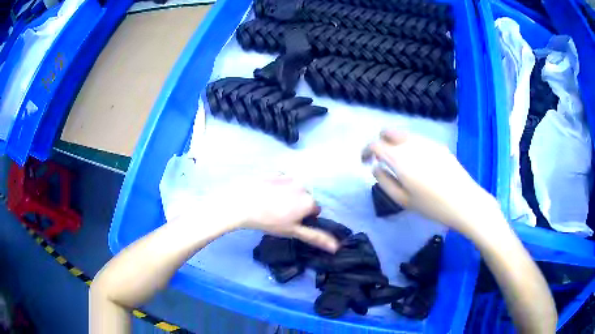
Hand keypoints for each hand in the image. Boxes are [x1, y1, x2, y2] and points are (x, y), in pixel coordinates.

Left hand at [201, 176, 339, 252]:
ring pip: (293, 188)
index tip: (290, 223)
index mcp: (309, 201)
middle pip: (305, 198)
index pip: (315, 210)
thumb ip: (316, 237)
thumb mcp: (293, 231)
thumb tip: (337, 247)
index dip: (304, 218)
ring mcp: (288, 176)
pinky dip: (277, 185)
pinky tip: (264, 193)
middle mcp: (303, 185)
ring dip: (288, 195)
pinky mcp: (274, 172)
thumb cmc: (269, 221)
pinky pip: (281, 179)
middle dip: (297, 205)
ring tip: (270, 204)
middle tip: (279, 214)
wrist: (241, 203)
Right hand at [363, 130, 501, 237]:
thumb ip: (385, 182)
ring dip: (395, 144)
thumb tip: (375, 168)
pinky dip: (410, 146)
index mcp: (400, 158)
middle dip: (380, 142)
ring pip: (404, 134)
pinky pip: (418, 140)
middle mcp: (412, 144)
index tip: (365, 162)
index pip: (375, 144)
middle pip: (389, 132)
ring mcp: (427, 142)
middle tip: (381, 159)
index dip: (366, 151)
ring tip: (400, 164)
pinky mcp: (438, 145)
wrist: (464, 201)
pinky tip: (418, 164)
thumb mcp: (403, 200)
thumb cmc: (432, 205)